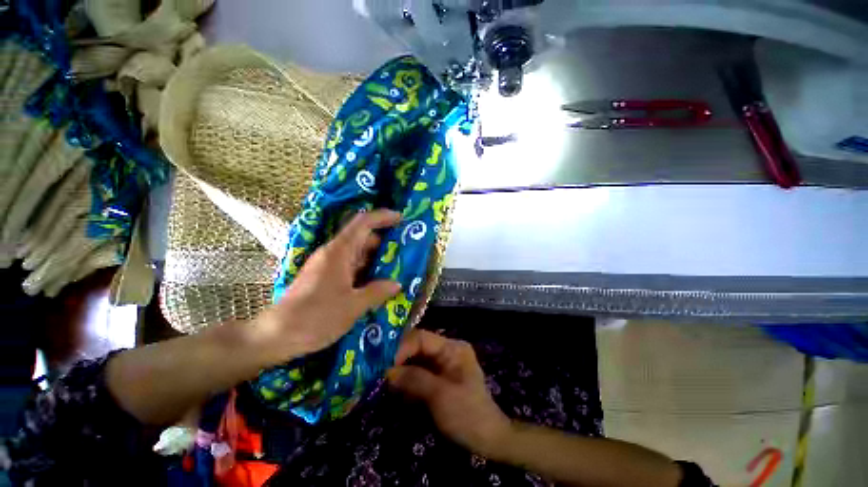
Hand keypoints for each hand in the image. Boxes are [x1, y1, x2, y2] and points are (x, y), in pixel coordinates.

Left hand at [253, 209, 402, 361]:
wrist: (275, 336)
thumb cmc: (315, 318)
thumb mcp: (353, 306)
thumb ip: (377, 292)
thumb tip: (397, 283)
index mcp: (339, 252)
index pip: (363, 223)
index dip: (383, 217)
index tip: (401, 218)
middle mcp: (333, 253)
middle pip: (362, 237)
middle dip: (385, 242)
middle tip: (405, 251)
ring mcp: (328, 265)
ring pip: (357, 253)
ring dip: (376, 258)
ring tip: (396, 267)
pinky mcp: (325, 277)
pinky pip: (351, 266)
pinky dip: (367, 270)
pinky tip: (378, 282)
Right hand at [387, 329, 512, 456]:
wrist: (488, 439)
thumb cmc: (467, 415)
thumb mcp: (440, 396)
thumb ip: (414, 379)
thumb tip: (386, 371)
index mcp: (452, 348)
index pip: (421, 338)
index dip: (401, 348)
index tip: (382, 365)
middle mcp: (447, 351)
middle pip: (417, 348)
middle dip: (399, 360)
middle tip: (379, 373)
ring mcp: (443, 364)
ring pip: (416, 361)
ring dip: (401, 372)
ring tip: (385, 383)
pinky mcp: (439, 378)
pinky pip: (419, 373)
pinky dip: (408, 381)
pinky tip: (398, 392)